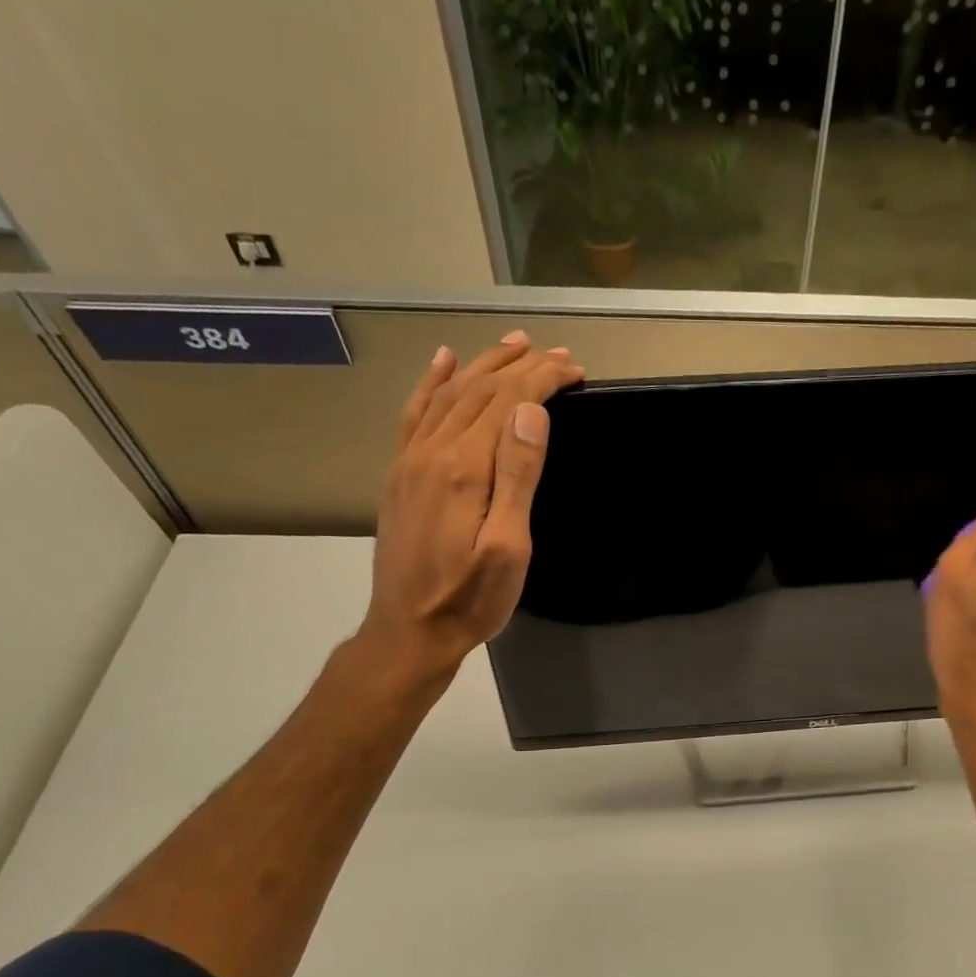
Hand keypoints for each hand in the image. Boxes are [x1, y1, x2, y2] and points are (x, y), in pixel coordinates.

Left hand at [356, 332, 583, 687]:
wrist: (409, 631)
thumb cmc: (470, 598)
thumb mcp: (509, 548)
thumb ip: (518, 476)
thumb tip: (530, 412)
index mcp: (464, 468)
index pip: (508, 402)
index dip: (542, 379)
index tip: (575, 368)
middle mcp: (432, 452)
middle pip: (479, 391)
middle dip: (521, 367)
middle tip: (557, 354)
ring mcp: (410, 461)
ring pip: (448, 394)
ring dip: (482, 365)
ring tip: (512, 345)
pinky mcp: (400, 474)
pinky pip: (415, 413)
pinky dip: (431, 382)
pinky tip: (442, 362)